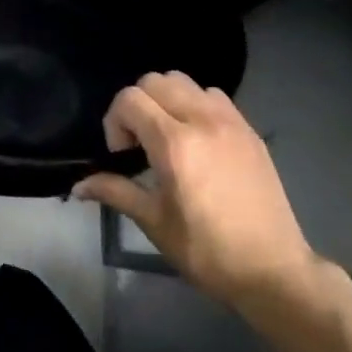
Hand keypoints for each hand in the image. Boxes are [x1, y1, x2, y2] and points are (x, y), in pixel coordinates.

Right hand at [74, 71, 321, 312]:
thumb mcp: (154, 222)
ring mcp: (230, 122)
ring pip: (185, 82)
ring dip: (167, 100)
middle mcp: (202, 121)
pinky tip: (199, 141)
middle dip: (137, 106)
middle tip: (141, 144)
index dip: (115, 122)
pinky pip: (213, 96)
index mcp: (175, 143)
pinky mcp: (249, 130)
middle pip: (155, 80)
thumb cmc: (207, 251)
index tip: (123, 155)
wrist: (273, 271)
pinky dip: (196, 105)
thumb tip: (78, 186)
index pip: (129, 99)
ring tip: (169, 137)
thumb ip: (115, 191)